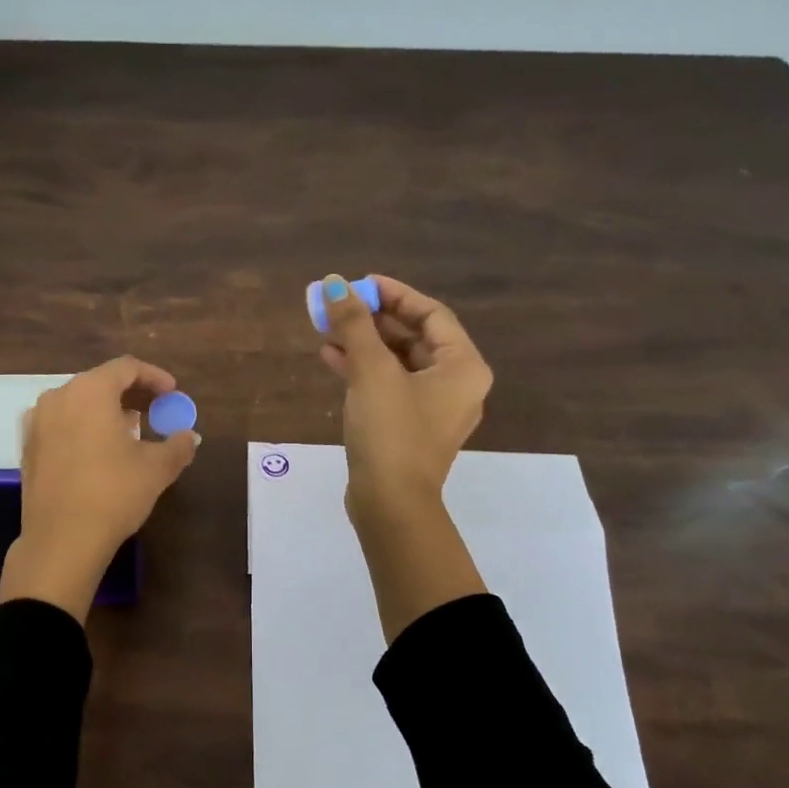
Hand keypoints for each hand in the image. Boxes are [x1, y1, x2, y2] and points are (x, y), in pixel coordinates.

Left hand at [0, 356, 198, 620]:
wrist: (61, 540)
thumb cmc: (113, 494)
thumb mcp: (156, 469)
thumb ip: (177, 445)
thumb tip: (190, 437)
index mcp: (90, 391)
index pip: (126, 368)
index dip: (154, 377)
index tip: (172, 393)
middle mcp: (58, 397)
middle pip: (100, 382)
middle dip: (131, 394)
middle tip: (155, 411)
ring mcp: (37, 422)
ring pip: (78, 403)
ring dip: (106, 411)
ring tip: (130, 432)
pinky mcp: (28, 447)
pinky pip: (62, 424)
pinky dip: (84, 428)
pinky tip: (100, 452)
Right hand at [317, 274, 492, 638]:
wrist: (390, 503)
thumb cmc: (391, 432)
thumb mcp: (371, 371)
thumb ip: (354, 324)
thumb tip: (334, 283)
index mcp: (462, 367)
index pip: (431, 314)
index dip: (395, 294)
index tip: (360, 284)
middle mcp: (455, 384)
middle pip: (413, 337)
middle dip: (373, 319)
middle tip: (338, 305)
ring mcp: (432, 409)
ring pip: (397, 362)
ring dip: (363, 343)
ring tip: (326, 329)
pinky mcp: (409, 428)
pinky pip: (388, 386)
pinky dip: (363, 370)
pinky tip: (330, 357)